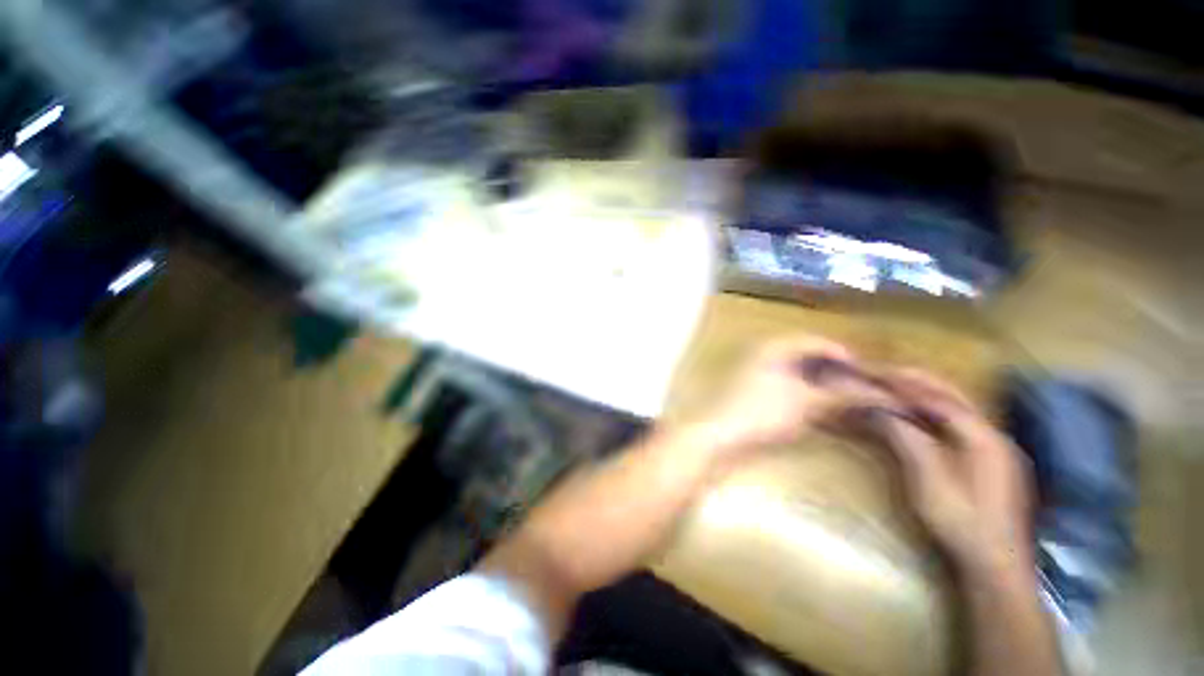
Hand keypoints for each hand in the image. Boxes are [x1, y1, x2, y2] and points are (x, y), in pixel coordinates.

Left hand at [696, 336, 886, 461]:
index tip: (869, 373)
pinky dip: (805, 394)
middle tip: (860, 387)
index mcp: (775, 346)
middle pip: (807, 356)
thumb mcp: (807, 402)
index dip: (844, 355)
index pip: (816, 341)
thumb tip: (878, 393)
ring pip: (797, 372)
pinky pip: (786, 386)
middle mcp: (765, 354)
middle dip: (835, 371)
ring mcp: (757, 372)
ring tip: (845, 400)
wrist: (722, 435)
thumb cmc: (764, 412)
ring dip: (821, 384)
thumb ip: (841, 394)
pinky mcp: (754, 391)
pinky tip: (820, 409)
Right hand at [873, 370, 1034, 571]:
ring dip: (922, 394)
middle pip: (950, 395)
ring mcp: (993, 448)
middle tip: (880, 373)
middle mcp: (992, 434)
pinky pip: (955, 425)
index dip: (903, 382)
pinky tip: (915, 416)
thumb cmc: (961, 521)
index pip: (938, 397)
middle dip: (914, 380)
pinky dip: (931, 413)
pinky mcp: (988, 462)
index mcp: (982, 436)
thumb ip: (905, 437)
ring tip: (891, 388)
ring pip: (955, 408)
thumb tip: (875, 408)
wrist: (994, 565)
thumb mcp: (927, 479)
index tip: (872, 372)